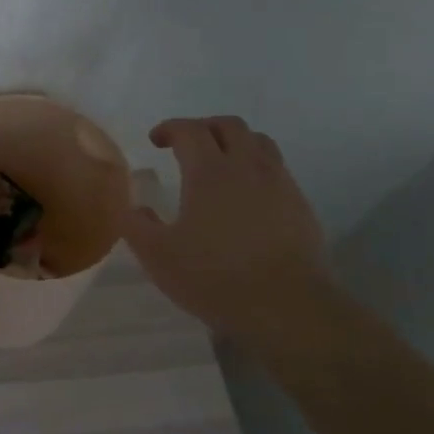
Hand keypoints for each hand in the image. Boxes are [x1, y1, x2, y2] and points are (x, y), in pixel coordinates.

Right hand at [123, 117, 329, 343]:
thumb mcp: (158, 256)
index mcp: (209, 172)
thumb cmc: (214, 278)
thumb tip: (134, 207)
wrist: (287, 307)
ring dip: (235, 142)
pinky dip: (256, 168)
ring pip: (259, 143)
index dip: (170, 128)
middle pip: (229, 126)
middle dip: (204, 127)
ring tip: (219, 163)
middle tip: (186, 145)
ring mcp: (279, 184)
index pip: (190, 130)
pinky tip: (245, 196)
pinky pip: (276, 170)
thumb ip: (137, 225)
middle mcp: (247, 167)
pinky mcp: (300, 206)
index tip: (156, 140)